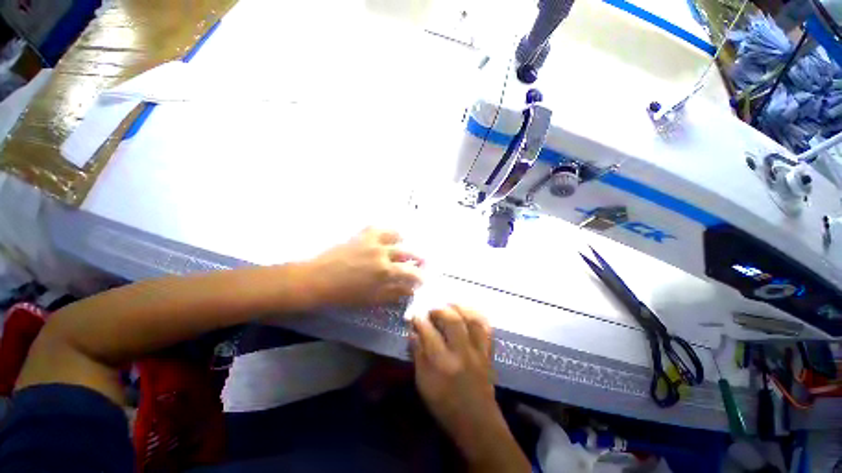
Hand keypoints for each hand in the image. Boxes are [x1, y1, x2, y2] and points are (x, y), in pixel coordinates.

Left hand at [304, 227, 423, 307]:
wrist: (317, 279)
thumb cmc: (344, 294)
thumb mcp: (372, 299)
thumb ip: (394, 294)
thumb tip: (410, 291)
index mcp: (386, 271)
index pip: (411, 272)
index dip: (420, 276)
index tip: (423, 279)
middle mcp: (383, 252)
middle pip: (408, 252)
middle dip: (418, 258)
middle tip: (422, 261)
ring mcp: (372, 241)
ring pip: (396, 234)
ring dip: (404, 241)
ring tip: (405, 244)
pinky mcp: (361, 235)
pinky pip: (378, 227)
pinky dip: (386, 230)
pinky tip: (387, 235)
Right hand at [411, 305, 503, 460]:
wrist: (477, 423)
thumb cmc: (445, 405)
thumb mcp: (424, 384)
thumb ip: (418, 355)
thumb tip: (413, 333)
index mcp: (442, 364)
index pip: (429, 332)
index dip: (420, 319)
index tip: (415, 313)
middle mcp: (462, 353)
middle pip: (452, 320)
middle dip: (439, 309)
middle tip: (431, 307)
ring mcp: (478, 352)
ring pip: (472, 320)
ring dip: (460, 307)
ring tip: (449, 303)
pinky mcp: (488, 353)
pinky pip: (486, 329)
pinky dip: (477, 316)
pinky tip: (469, 312)